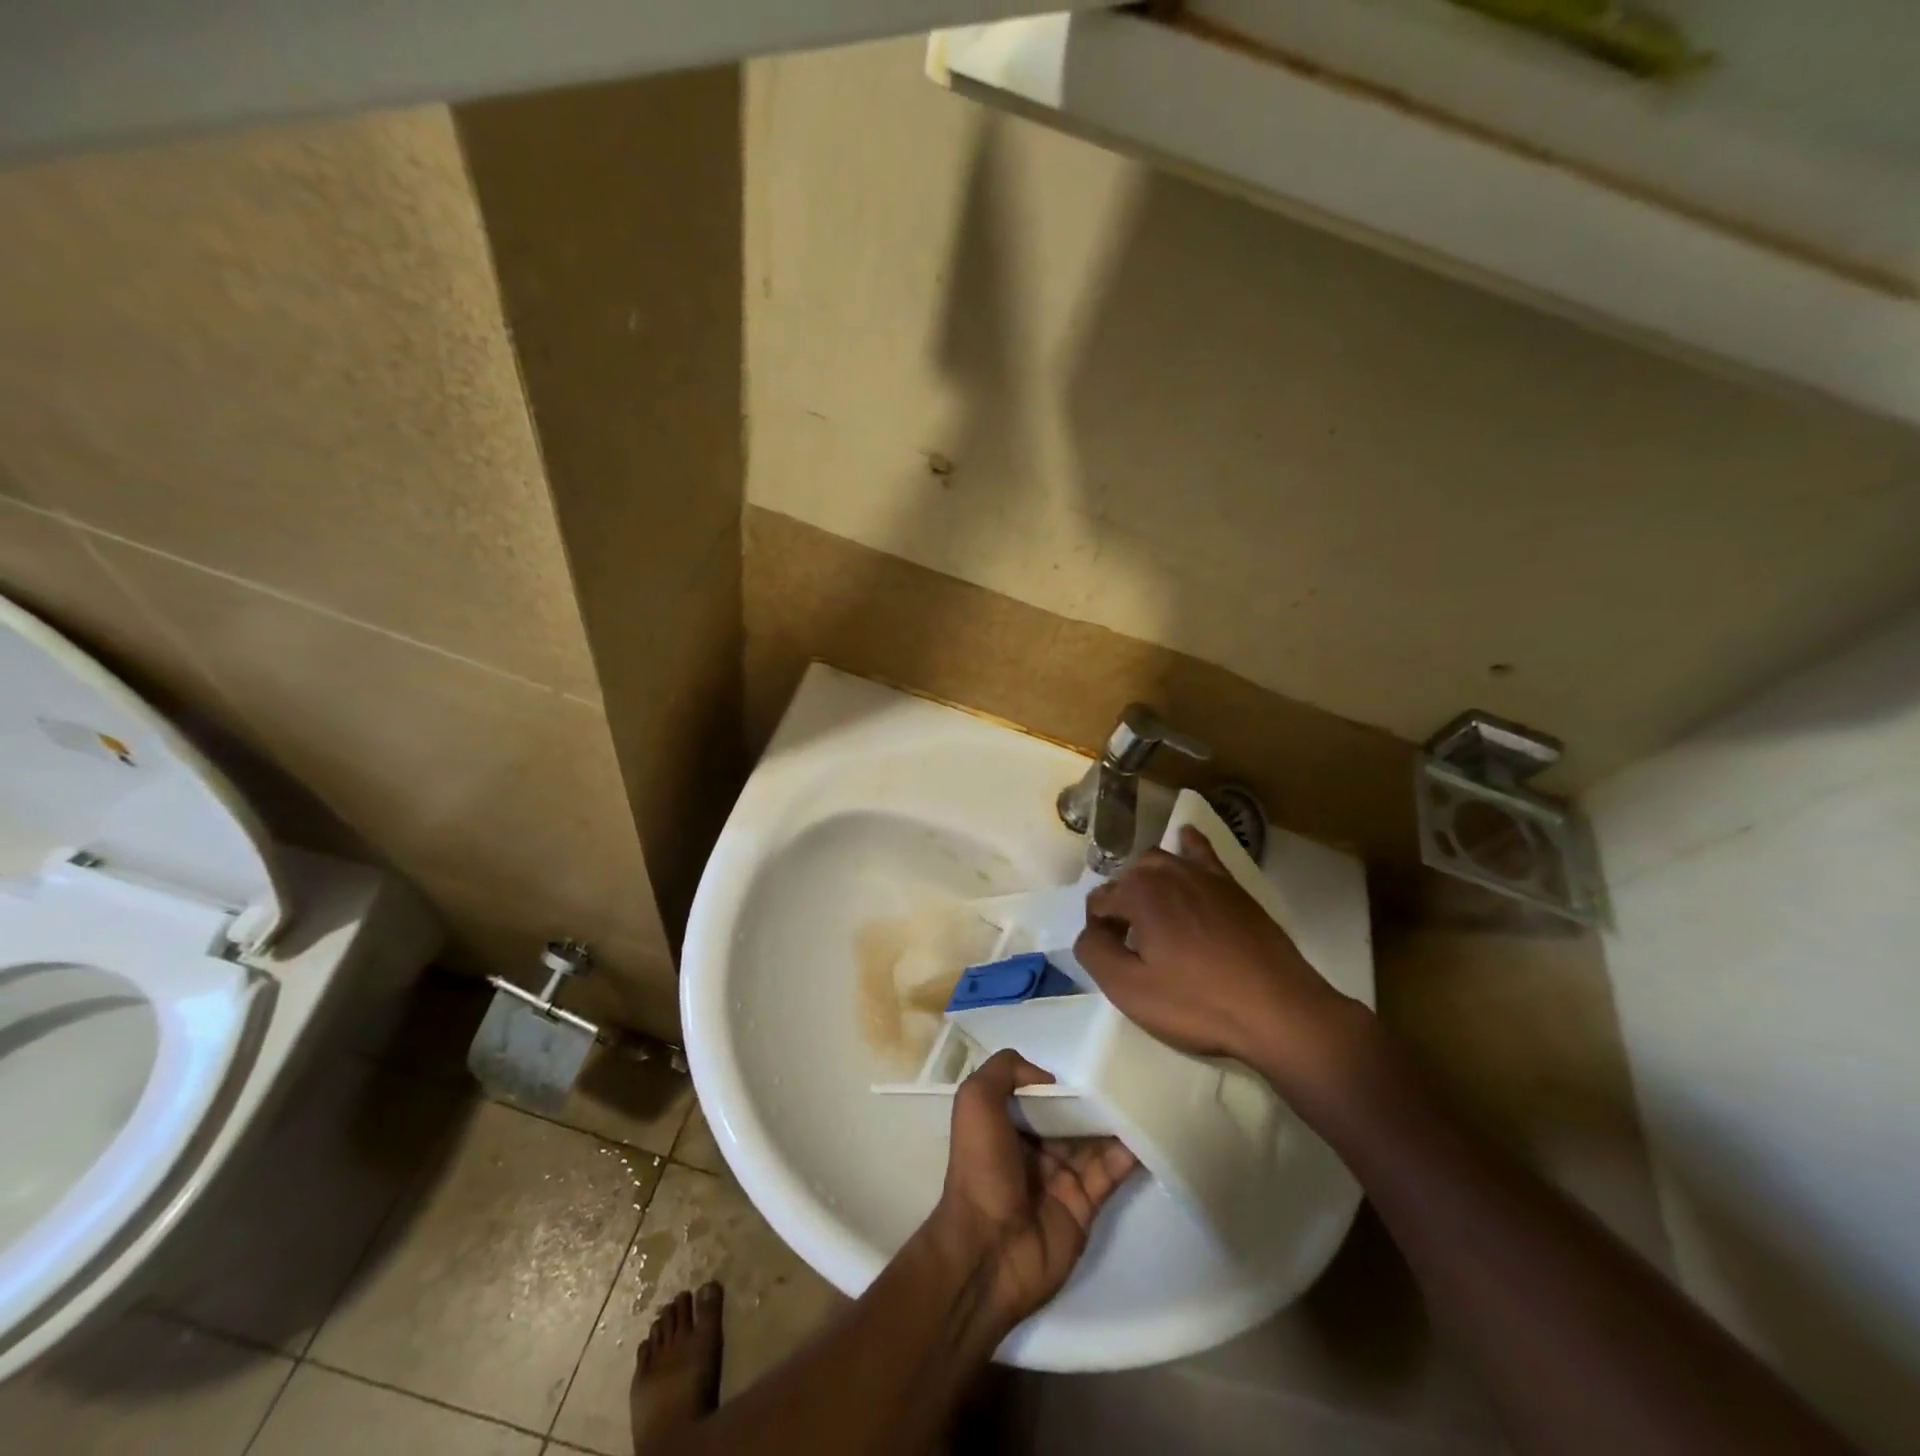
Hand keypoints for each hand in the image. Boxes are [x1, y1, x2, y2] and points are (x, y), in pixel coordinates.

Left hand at [929, 1050, 1136, 1332]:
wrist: (988, 1252)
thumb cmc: (980, 1169)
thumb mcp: (975, 1102)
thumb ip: (1004, 1071)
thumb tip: (1048, 1077)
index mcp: (1006, 1124)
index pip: (1038, 1093)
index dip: (1058, 1080)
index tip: (1085, 1060)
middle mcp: (1034, 1148)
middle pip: (1070, 1115)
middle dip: (1093, 1097)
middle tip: (1126, 1073)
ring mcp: (1061, 1177)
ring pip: (1095, 1140)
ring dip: (1116, 1120)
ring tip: (1145, 1094)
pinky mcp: (1084, 1204)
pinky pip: (1111, 1171)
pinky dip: (1129, 1152)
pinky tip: (1147, 1130)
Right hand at [1073, 826, 1370, 1089]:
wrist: (1278, 1010)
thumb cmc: (1198, 1002)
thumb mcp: (1128, 989)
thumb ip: (1094, 951)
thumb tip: (1090, 930)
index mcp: (1138, 892)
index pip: (1098, 901)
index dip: (1099, 932)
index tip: (1114, 961)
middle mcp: (1167, 871)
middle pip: (1126, 880)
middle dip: (1121, 906)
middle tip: (1133, 949)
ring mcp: (1203, 874)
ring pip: (1158, 864)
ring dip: (1146, 884)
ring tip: (1152, 919)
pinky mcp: (1232, 885)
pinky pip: (1201, 852)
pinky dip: (1187, 846)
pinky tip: (1184, 841)